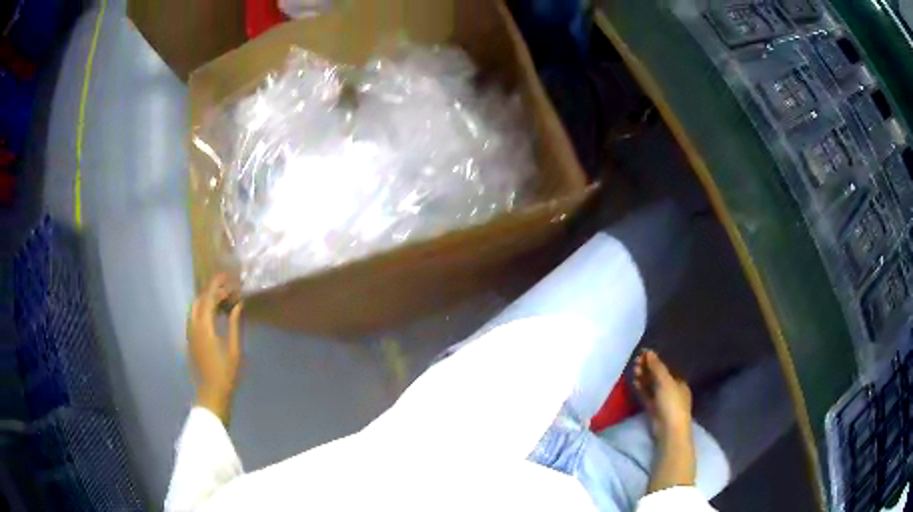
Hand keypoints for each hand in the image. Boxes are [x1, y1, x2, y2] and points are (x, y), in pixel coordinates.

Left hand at [188, 274, 243, 424]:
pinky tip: (213, 315)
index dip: (218, 285)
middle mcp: (193, 326)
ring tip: (221, 300)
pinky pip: (193, 317)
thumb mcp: (234, 349)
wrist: (211, 393)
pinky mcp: (190, 340)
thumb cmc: (226, 373)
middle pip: (199, 300)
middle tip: (226, 288)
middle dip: (211, 291)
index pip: (209, 298)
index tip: (228, 277)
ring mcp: (190, 333)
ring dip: (206, 300)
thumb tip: (238, 305)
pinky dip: (202, 310)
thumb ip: (233, 324)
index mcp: (204, 326)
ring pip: (194, 308)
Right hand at [634, 349, 696, 492]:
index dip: (655, 361)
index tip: (643, 354)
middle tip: (635, 361)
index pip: (665, 369)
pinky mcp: (654, 410)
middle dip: (647, 369)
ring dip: (643, 378)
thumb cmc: (672, 402)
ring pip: (651, 386)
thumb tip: (649, 352)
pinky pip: (646, 396)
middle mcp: (672, 390)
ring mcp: (662, 401)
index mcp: (679, 382)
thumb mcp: (665, 382)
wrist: (669, 429)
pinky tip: (634, 382)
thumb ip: (657, 367)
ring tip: (634, 370)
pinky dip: (641, 389)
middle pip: (658, 377)